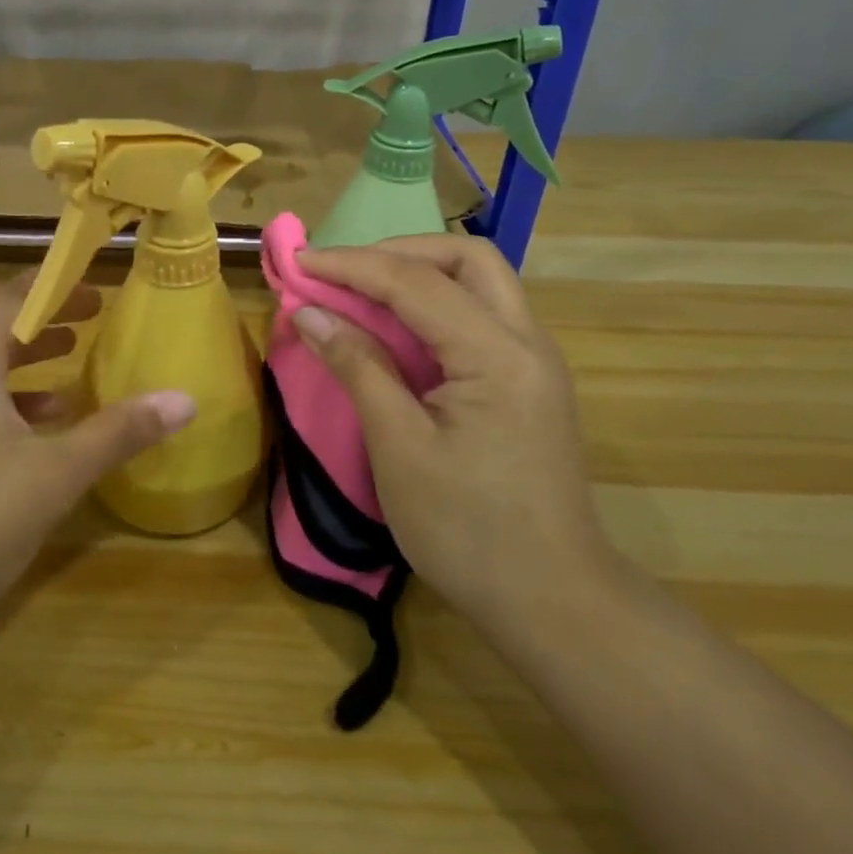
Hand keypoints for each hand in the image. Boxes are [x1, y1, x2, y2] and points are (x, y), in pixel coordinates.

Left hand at [0, 274, 195, 647]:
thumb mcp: (55, 474)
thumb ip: (119, 431)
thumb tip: (184, 399)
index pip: (6, 299)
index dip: (51, 285)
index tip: (94, 284)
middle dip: (44, 318)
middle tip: (94, 314)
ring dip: (26, 358)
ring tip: (74, 357)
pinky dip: (10, 400)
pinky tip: (45, 425)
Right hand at [291, 235, 609, 630]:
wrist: (554, 602)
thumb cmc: (467, 530)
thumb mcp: (399, 447)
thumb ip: (357, 367)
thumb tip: (309, 313)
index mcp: (497, 355)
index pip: (416, 282)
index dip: (351, 265)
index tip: (299, 260)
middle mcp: (527, 342)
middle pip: (467, 258)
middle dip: (398, 251)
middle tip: (343, 271)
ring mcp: (534, 361)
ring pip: (479, 282)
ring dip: (418, 273)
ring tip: (361, 291)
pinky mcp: (528, 382)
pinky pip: (480, 317)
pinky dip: (434, 305)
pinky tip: (398, 329)